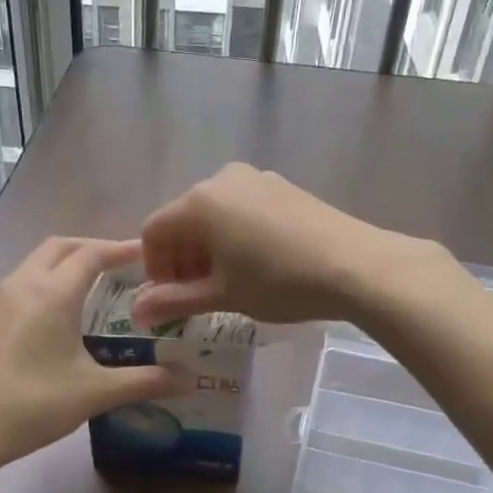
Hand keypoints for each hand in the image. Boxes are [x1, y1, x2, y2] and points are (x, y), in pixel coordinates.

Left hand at [0, 237, 183, 474]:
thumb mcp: (95, 394)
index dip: (119, 249)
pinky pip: (11, 289)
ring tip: (83, 291)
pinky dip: (35, 288)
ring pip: (30, 266)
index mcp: (52, 294)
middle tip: (116, 265)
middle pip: (58, 247)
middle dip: (89, 248)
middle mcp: (19, 285)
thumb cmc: (33, 405)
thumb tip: (188, 379)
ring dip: (59, 267)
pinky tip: (42, 322)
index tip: (143, 252)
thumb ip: (144, 382)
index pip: (91, 254)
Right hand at [134, 164, 453, 326]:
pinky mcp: (283, 187)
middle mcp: (222, 179)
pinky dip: (234, 236)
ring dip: (207, 249)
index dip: (153, 268)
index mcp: (199, 202)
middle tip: (192, 296)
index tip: (167, 299)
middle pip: (183, 219)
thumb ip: (174, 301)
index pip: (154, 231)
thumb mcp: (222, 295)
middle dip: (180, 258)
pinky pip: (242, 209)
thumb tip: (138, 313)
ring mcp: (256, 179)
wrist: (355, 265)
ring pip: (214, 214)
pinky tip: (254, 265)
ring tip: (225, 284)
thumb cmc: (278, 282)